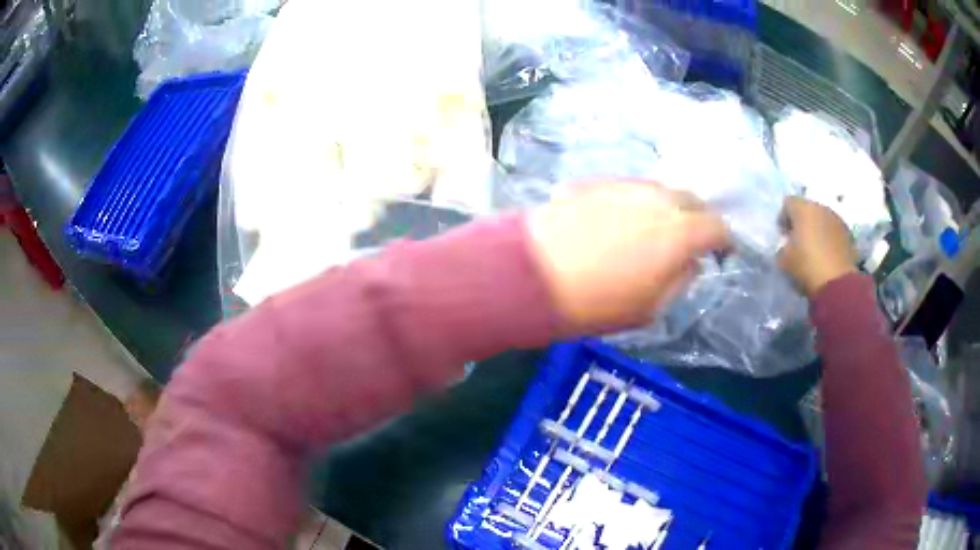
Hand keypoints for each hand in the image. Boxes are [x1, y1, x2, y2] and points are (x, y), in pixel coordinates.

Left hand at [527, 181, 729, 331]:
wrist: (531, 275)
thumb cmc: (597, 302)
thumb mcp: (650, 307)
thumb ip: (680, 280)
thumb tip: (691, 262)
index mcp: (680, 231)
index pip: (717, 226)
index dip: (723, 240)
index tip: (720, 252)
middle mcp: (658, 198)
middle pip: (691, 200)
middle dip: (697, 219)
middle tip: (688, 240)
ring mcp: (625, 185)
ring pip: (659, 191)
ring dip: (666, 208)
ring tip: (653, 230)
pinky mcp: (596, 182)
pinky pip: (629, 190)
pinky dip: (636, 204)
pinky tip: (620, 222)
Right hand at [778, 197, 856, 297]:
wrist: (837, 284)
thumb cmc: (806, 266)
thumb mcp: (783, 259)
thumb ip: (782, 246)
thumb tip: (787, 244)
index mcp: (803, 208)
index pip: (787, 203)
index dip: (783, 218)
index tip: (783, 235)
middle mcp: (821, 207)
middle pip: (807, 209)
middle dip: (801, 222)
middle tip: (798, 241)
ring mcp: (837, 219)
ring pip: (822, 219)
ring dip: (816, 229)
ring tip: (814, 248)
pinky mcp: (848, 234)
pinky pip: (833, 231)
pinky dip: (828, 238)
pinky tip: (826, 255)